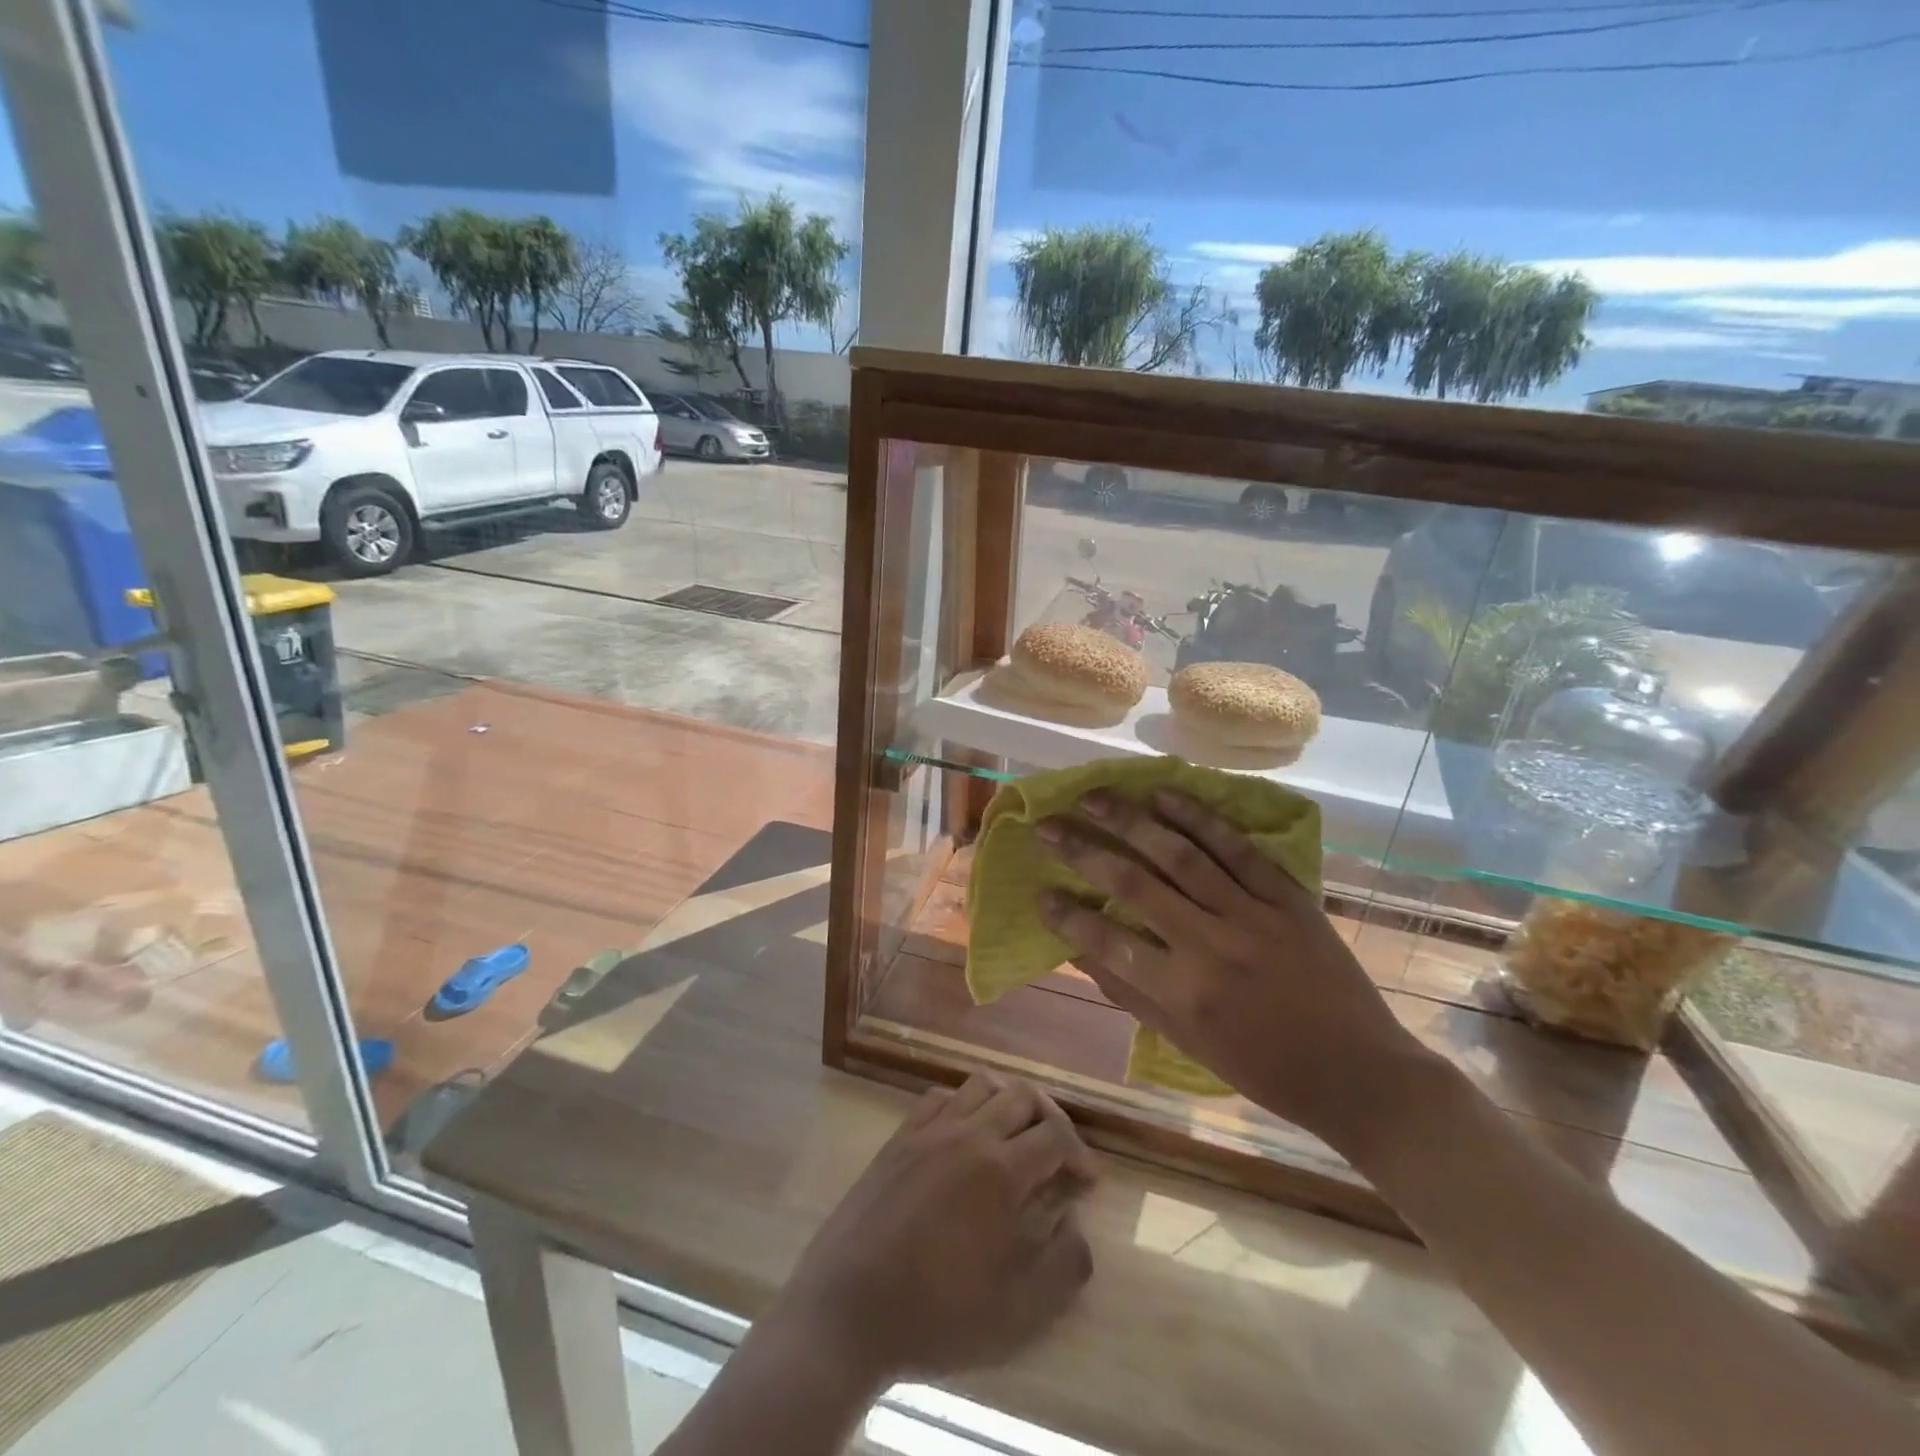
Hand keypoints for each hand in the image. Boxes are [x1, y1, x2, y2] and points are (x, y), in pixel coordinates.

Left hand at [776, 1073, 1095, 1384]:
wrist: (847, 1311)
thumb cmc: (936, 1316)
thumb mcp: (1017, 1313)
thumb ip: (1064, 1265)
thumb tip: (1077, 1222)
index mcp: (1000, 1171)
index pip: (1055, 1135)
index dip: (1080, 1152)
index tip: (1087, 1180)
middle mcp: (968, 1134)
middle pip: (1022, 1095)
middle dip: (1050, 1118)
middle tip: (1058, 1153)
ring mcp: (929, 1130)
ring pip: (981, 1085)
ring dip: (1007, 1102)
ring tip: (1015, 1137)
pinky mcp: (899, 1137)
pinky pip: (940, 1096)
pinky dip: (964, 1103)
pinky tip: (965, 1134)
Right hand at [1036, 788, 1432, 1151]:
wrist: (1361, 1074)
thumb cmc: (1264, 1069)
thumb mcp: (1188, 1043)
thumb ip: (1130, 993)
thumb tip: (1080, 950)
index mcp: (1184, 993)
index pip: (1107, 941)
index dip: (1067, 915)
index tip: (1039, 892)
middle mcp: (1211, 945)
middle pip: (1134, 883)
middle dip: (1083, 849)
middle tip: (1047, 825)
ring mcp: (1253, 915)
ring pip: (1180, 854)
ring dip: (1130, 820)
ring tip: (1093, 796)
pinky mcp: (1288, 897)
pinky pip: (1236, 848)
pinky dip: (1198, 817)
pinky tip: (1163, 795)